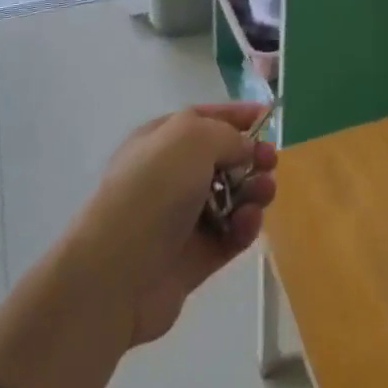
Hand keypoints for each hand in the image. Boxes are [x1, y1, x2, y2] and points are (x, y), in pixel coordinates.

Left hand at [64, 104, 276, 346]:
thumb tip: (246, 149)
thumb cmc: (153, 188)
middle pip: (223, 159)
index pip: (206, 119)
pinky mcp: (195, 257)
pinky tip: (248, 224)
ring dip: (254, 192)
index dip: (236, 116)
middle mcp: (172, 175)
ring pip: (232, 198)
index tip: (269, 118)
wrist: (116, 271)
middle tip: (271, 163)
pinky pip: (230, 236)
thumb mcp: (193, 138)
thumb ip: (228, 136)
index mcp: (163, 139)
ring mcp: (183, 218)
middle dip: (252, 157)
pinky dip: (244, 228)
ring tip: (264, 194)